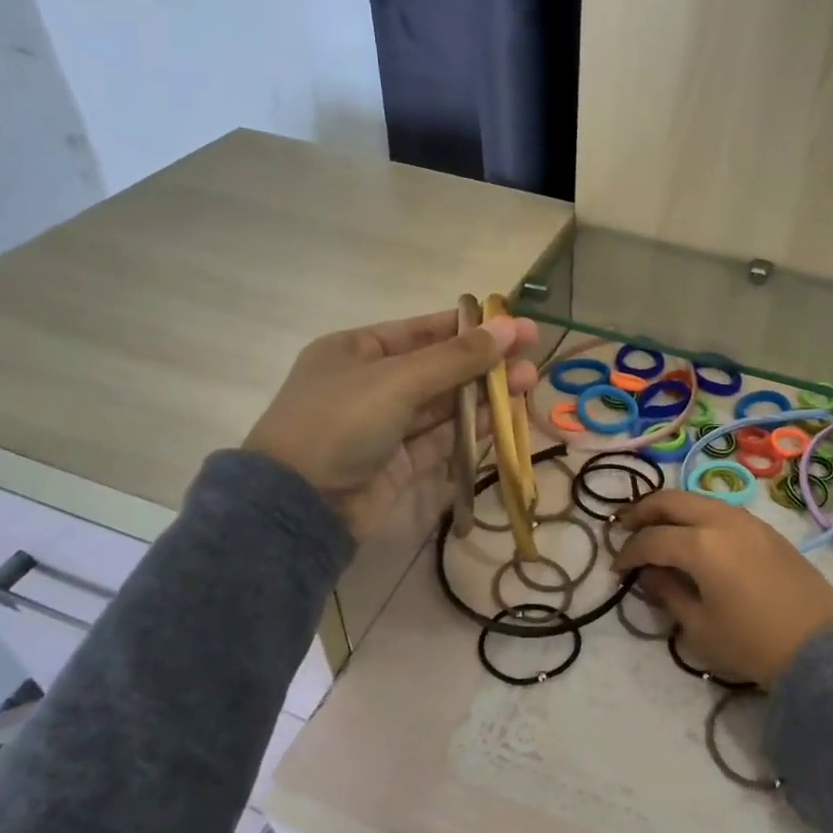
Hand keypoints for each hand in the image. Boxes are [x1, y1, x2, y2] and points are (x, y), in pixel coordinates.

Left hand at [243, 308, 538, 537]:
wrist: (299, 507)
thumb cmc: (340, 422)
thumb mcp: (398, 380)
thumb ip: (457, 357)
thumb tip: (511, 328)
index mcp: (355, 351)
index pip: (421, 331)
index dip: (468, 327)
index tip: (513, 325)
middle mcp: (370, 384)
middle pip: (438, 367)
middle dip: (483, 362)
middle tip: (532, 356)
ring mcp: (384, 426)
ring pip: (444, 405)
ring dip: (484, 394)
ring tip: (529, 383)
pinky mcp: (399, 463)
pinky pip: (441, 438)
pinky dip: (471, 428)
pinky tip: (504, 417)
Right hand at [613, 490, 832, 688]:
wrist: (819, 649)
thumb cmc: (752, 643)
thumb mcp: (699, 626)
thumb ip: (667, 593)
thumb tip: (649, 574)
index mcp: (701, 545)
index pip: (651, 539)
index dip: (628, 553)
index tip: (616, 569)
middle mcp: (722, 520)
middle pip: (672, 500)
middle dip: (643, 512)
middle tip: (625, 527)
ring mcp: (748, 520)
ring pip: (699, 499)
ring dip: (672, 509)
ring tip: (657, 527)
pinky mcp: (767, 529)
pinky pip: (722, 509)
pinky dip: (698, 515)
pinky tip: (694, 535)